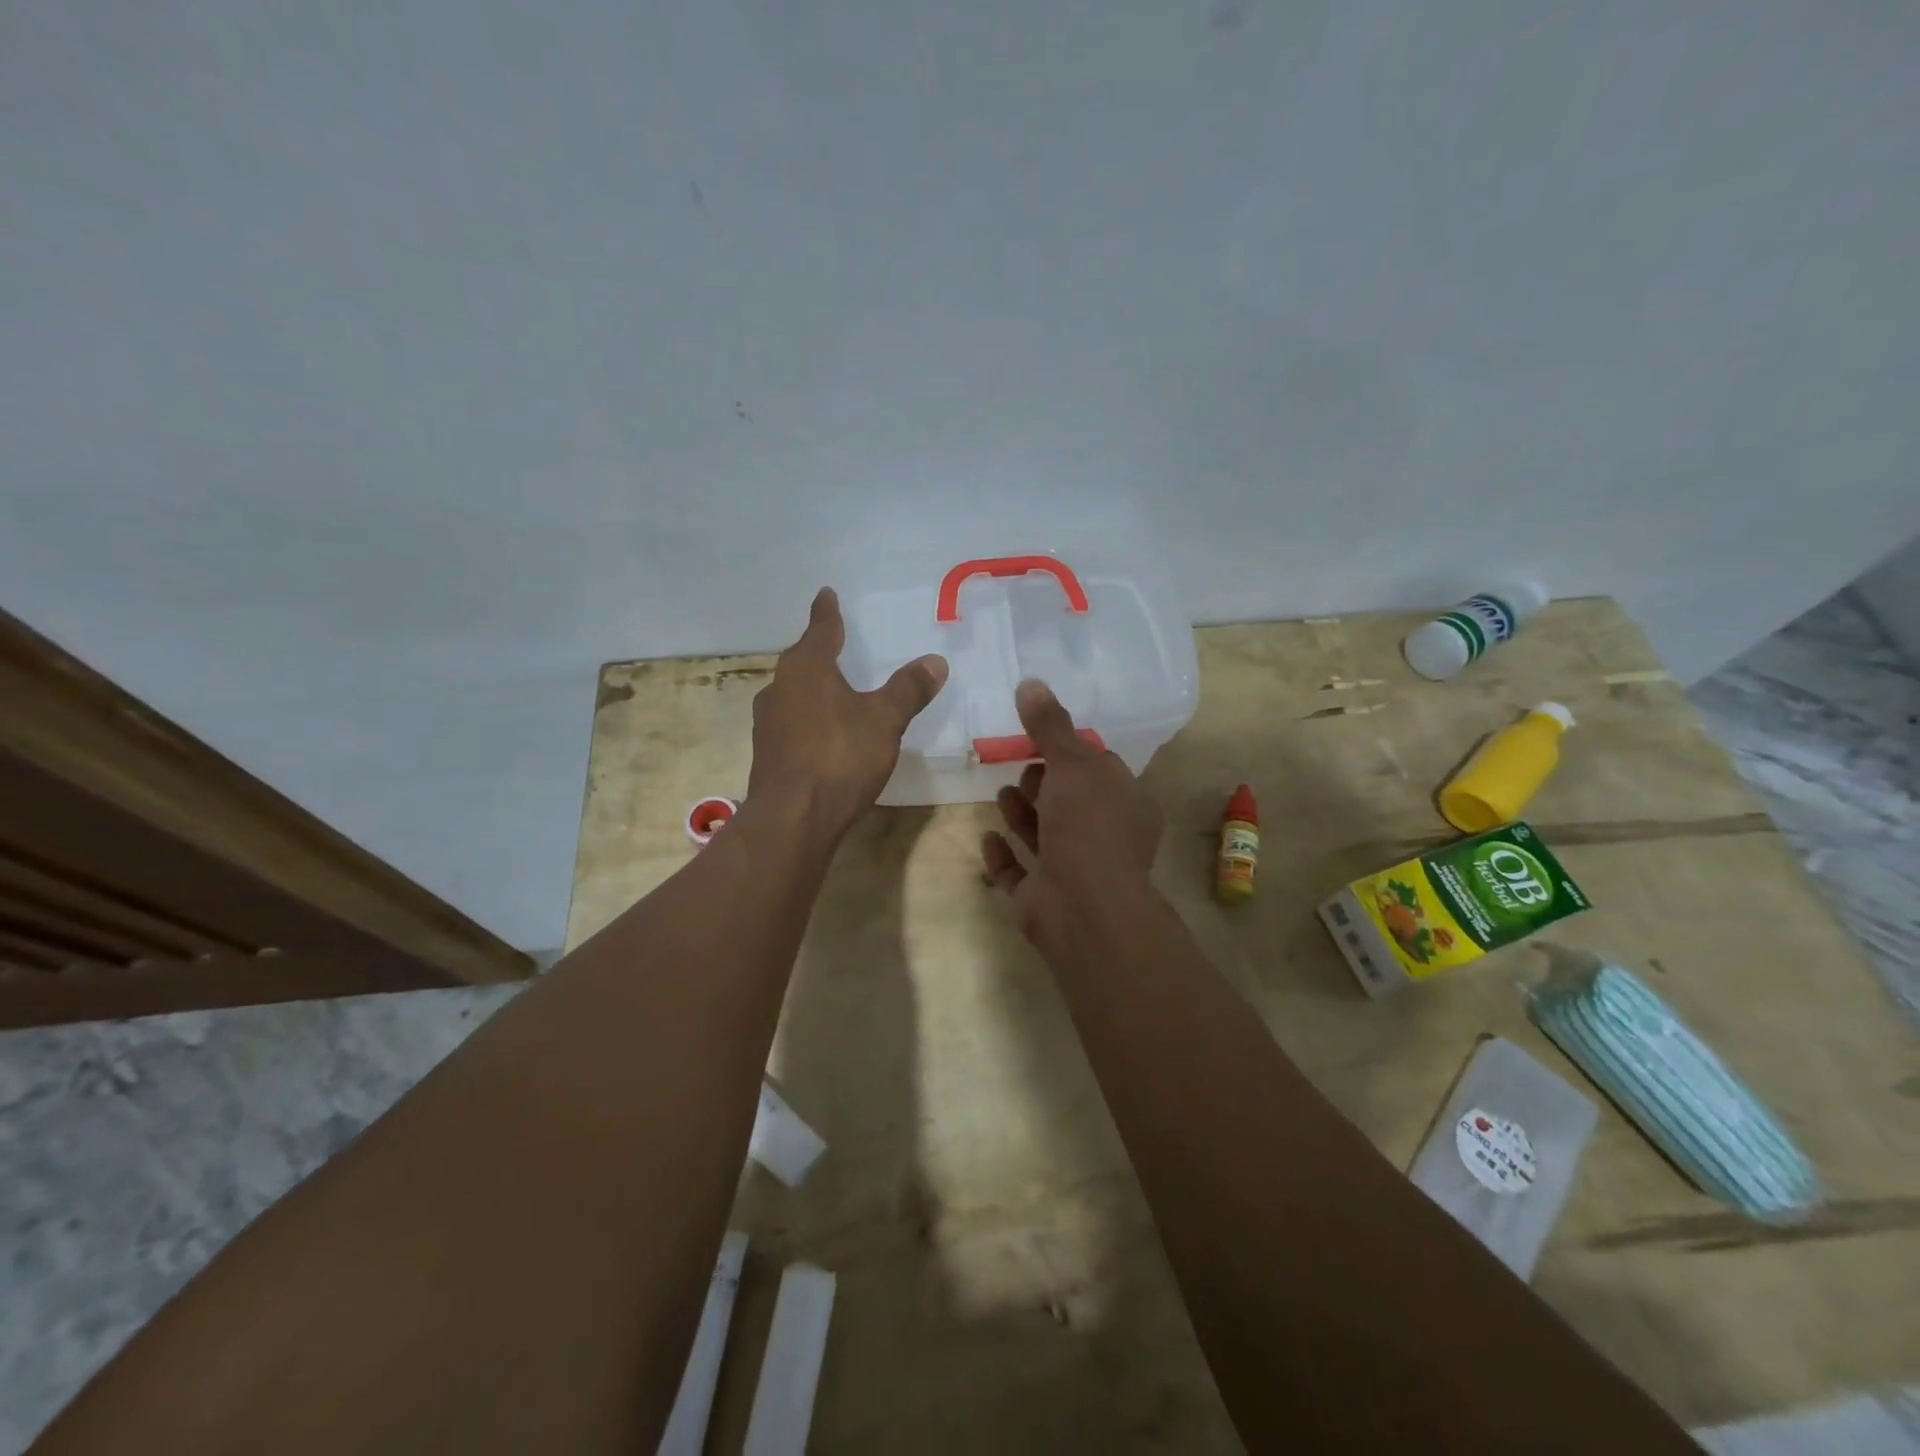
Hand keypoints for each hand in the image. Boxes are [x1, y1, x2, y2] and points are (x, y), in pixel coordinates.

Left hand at [748, 589, 948, 836]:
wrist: (793, 818)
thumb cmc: (840, 756)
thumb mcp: (885, 720)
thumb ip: (909, 689)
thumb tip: (935, 661)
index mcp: (806, 668)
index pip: (820, 629)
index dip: (827, 612)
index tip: (826, 594)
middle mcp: (780, 687)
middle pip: (802, 661)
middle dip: (819, 653)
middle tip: (837, 644)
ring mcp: (767, 722)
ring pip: (794, 694)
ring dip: (813, 689)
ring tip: (834, 692)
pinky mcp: (767, 753)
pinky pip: (791, 723)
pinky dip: (808, 720)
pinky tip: (824, 735)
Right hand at [982, 680, 1163, 943]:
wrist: (1083, 906)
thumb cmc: (1088, 826)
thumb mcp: (1072, 764)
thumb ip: (1050, 725)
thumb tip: (1030, 682)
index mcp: (1126, 805)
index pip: (1099, 769)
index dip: (1070, 752)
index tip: (1039, 736)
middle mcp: (1105, 838)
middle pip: (1069, 802)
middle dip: (1043, 783)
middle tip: (1020, 768)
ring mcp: (1074, 871)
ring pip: (1045, 837)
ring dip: (1023, 815)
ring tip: (1001, 795)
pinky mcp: (1044, 898)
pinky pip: (1020, 874)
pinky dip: (1005, 856)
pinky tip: (988, 839)